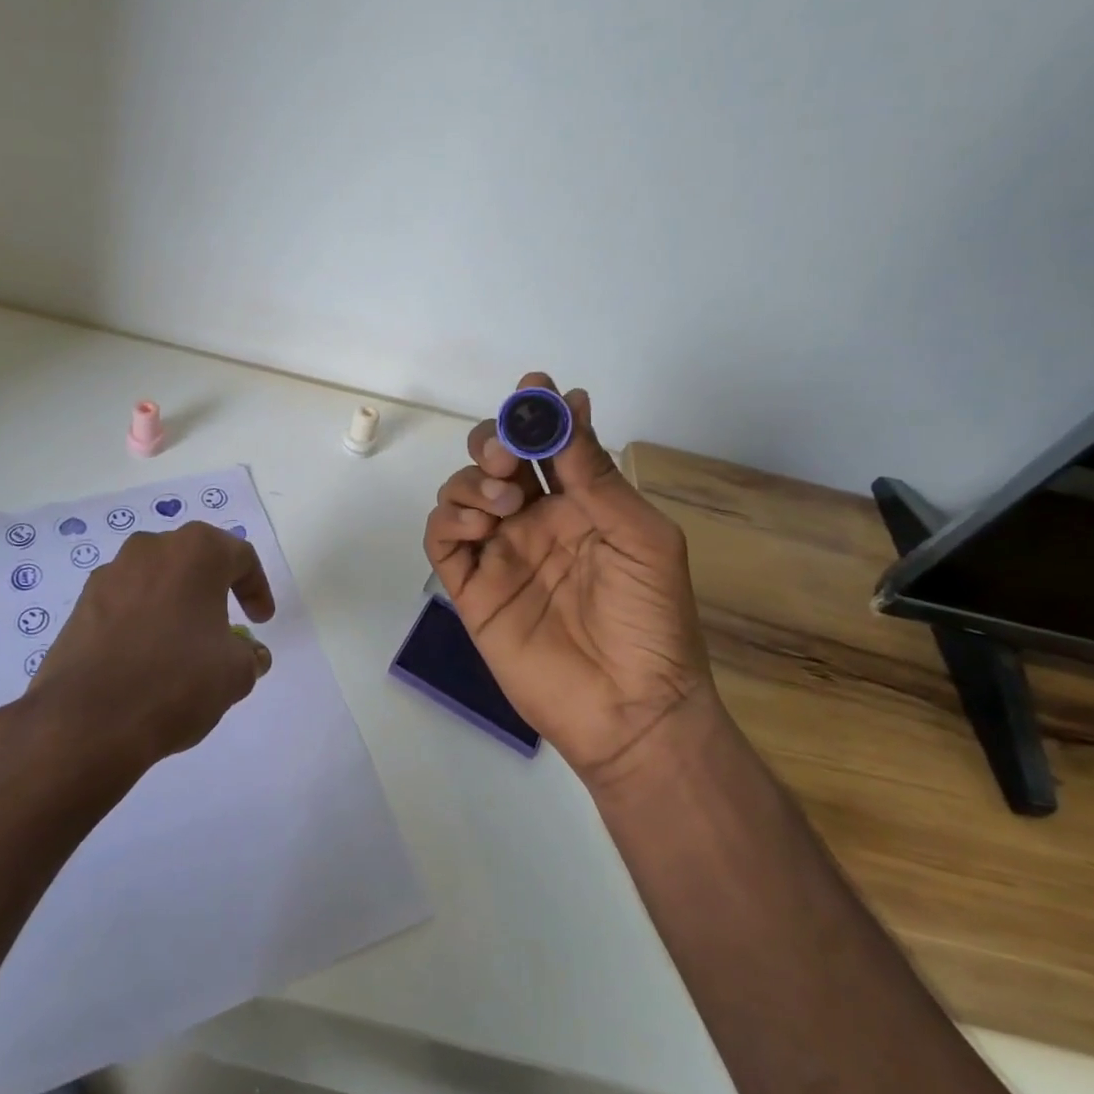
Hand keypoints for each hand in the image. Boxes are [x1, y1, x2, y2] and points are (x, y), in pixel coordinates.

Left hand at [0, 523, 275, 783]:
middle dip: (214, 590)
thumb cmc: (176, 681)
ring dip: (175, 604)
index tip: (261, 621)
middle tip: (226, 626)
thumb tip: (250, 654)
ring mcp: (110, 574)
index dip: (257, 588)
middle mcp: (151, 548)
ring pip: (157, 580)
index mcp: (196, 551)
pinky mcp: (81, 604)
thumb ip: (250, 656)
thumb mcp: (235, 673)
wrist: (87, 720)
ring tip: (183, 646)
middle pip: (194, 561)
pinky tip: (146, 660)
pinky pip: (125, 604)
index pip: (240, 557)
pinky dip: (142, 621)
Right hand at [424, 374, 712, 793]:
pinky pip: (441, 540)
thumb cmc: (651, 620)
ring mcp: (499, 553)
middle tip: (509, 452)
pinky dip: (448, 521)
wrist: (631, 708)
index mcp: (579, 505)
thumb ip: (595, 476)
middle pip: (494, 460)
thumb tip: (572, 404)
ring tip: (505, 503)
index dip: (537, 411)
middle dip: (495, 440)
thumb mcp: (640, 537)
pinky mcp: (472, 588)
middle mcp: (534, 521)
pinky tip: (477, 527)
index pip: (548, 445)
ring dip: (474, 481)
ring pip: (462, 492)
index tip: (534, 385)